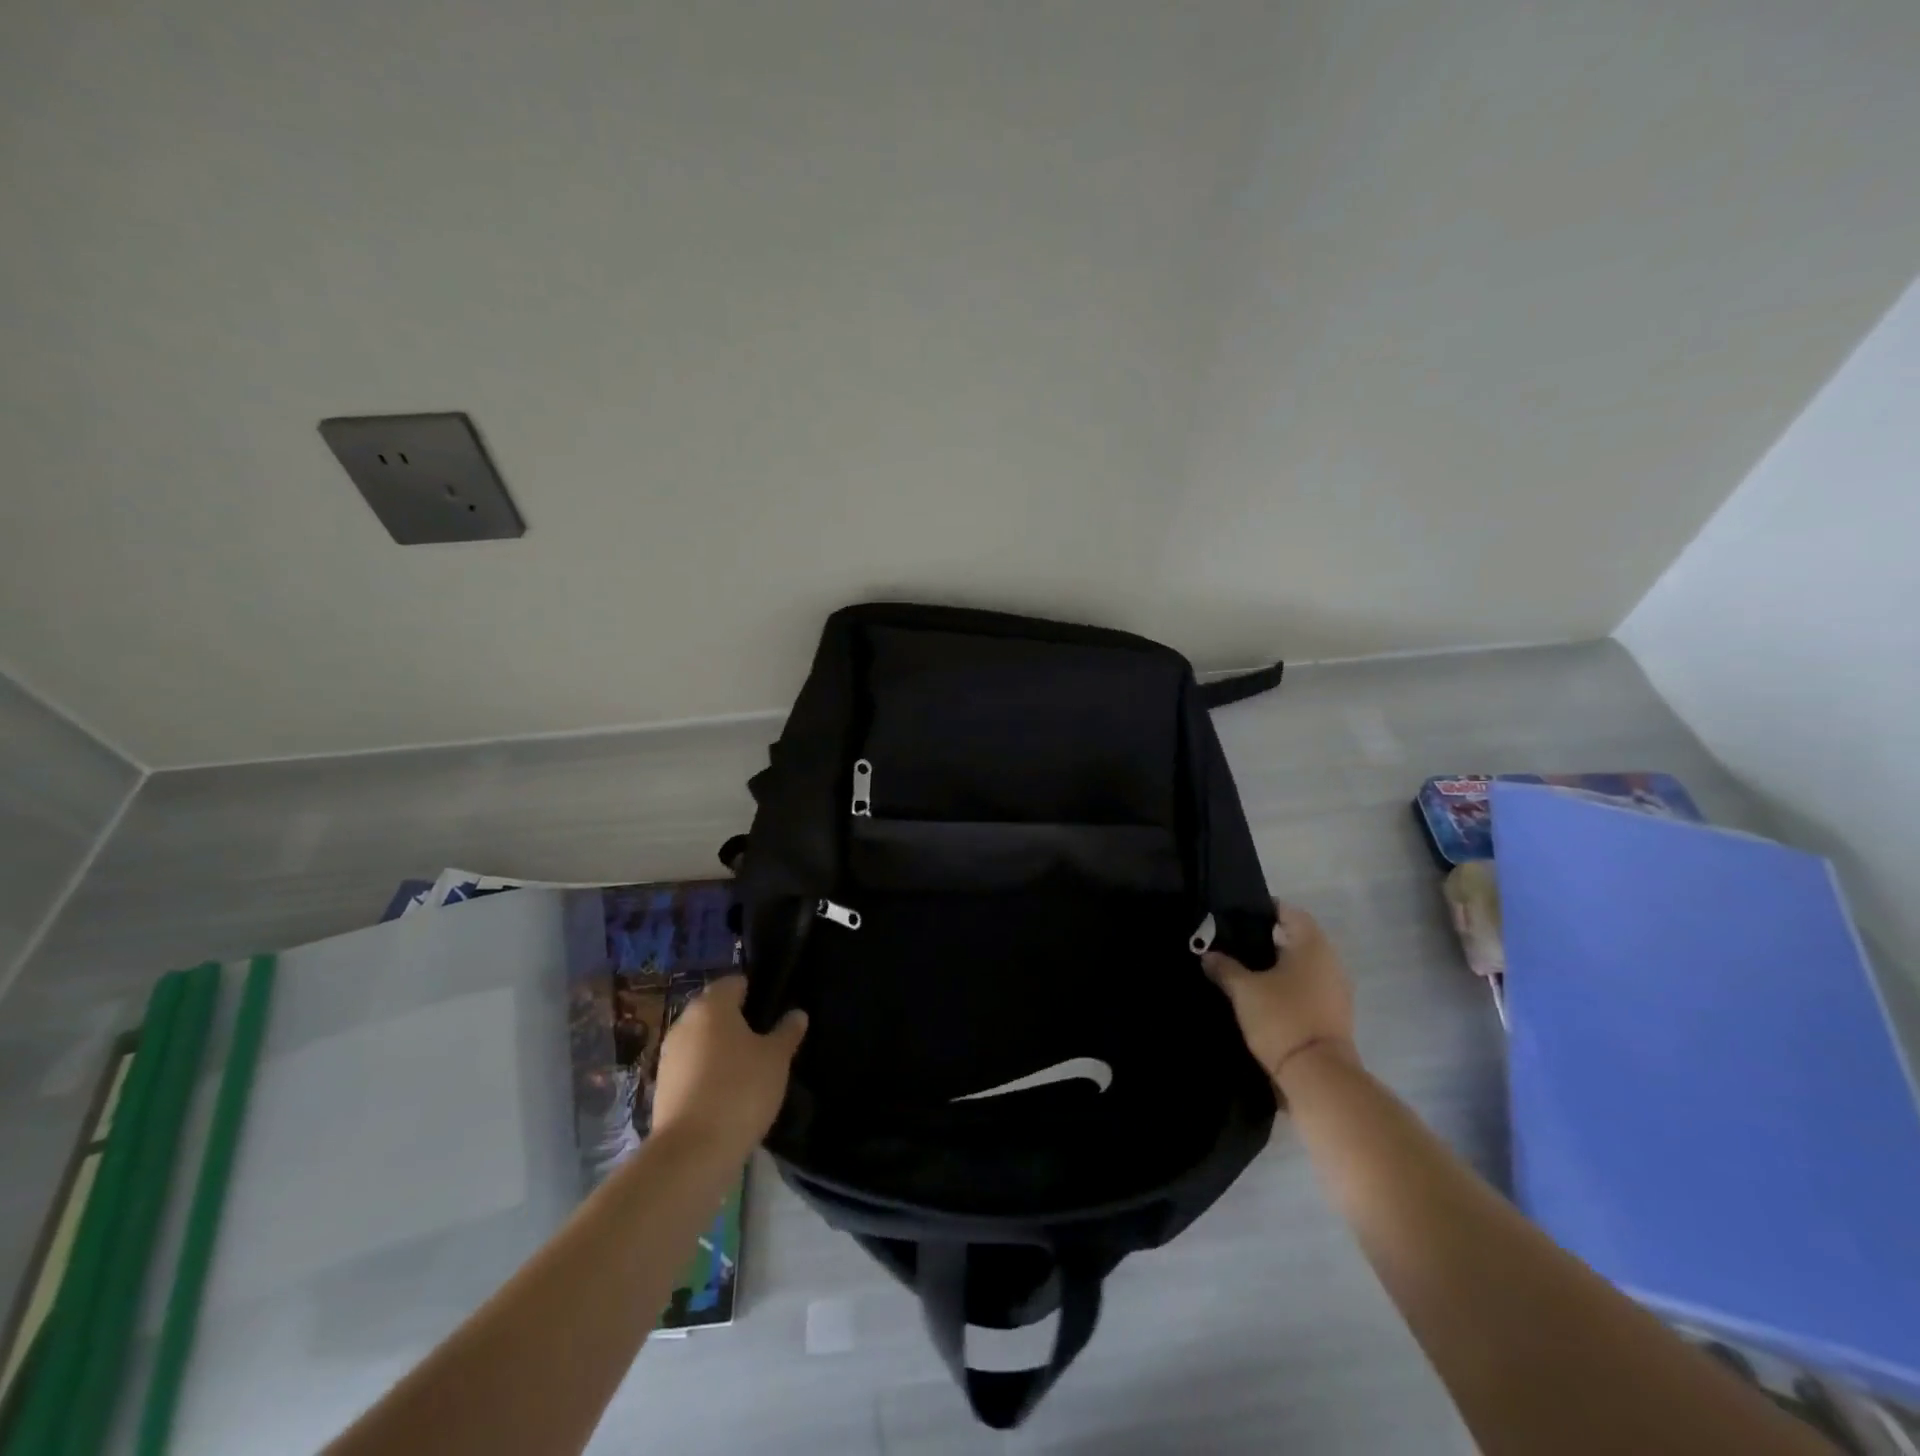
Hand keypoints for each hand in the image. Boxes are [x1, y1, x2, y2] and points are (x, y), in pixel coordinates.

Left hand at [652, 977, 806, 1153]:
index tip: (773, 1011)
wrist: (692, 1152)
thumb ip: (787, 1032)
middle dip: (737, 1021)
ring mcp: (669, 1056)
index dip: (755, 992)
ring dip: (720, 1049)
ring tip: (748, 1070)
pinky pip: (691, 1068)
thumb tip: (797, 1014)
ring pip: (701, 1040)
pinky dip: (707, 1073)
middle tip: (764, 1041)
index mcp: (712, 1005)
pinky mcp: (661, 1087)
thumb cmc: (740, 1089)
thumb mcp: (776, 1058)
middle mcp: (684, 1022)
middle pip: (714, 1011)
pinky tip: (727, 1093)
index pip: (734, 983)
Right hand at [1203, 904, 1357, 1089]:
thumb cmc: (1281, 1018)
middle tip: (1233, 944)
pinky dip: (1287, 988)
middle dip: (1267, 940)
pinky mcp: (1334, 1016)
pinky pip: (1307, 989)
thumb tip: (1208, 955)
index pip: (1290, 912)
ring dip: (1277, 967)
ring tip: (1243, 972)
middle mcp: (1330, 962)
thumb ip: (1225, 968)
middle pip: (1297, 939)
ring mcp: (1336, 990)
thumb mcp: (1244, 990)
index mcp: (1312, 945)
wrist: (1318, 1076)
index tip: (1238, 915)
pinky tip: (1262, 998)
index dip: (1265, 910)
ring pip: (1302, 967)